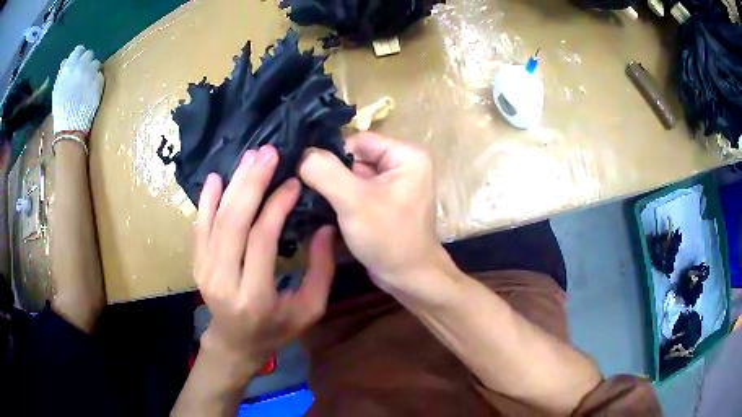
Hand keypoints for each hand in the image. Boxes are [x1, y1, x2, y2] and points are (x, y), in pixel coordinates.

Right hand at [52, 45, 104, 134]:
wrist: (70, 126)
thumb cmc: (61, 109)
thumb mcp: (57, 89)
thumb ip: (63, 72)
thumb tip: (67, 60)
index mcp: (69, 67)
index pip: (78, 50)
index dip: (79, 55)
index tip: (79, 62)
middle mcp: (81, 66)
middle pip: (89, 55)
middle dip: (87, 62)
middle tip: (83, 73)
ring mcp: (91, 73)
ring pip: (96, 63)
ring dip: (93, 70)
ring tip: (87, 83)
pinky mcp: (99, 81)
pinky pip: (100, 75)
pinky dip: (97, 81)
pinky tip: (92, 90)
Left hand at [194, 145, 335, 366]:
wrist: (235, 343)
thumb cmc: (276, 330)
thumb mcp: (309, 309)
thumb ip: (321, 270)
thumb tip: (326, 227)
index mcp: (254, 296)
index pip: (261, 239)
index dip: (277, 205)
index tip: (293, 182)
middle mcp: (223, 280)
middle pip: (233, 222)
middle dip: (251, 182)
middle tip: (268, 153)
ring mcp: (204, 270)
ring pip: (215, 219)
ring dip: (233, 184)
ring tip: (250, 157)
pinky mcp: (196, 264)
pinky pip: (199, 227)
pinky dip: (207, 200)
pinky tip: (216, 178)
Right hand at [300, 132, 452, 301]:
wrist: (408, 279)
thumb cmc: (389, 238)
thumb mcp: (354, 201)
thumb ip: (325, 172)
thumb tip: (302, 154)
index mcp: (406, 154)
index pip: (358, 140)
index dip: (331, 155)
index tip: (307, 173)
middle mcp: (403, 164)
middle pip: (354, 158)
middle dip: (331, 174)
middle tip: (306, 190)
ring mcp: (393, 184)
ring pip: (352, 176)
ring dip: (333, 189)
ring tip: (312, 201)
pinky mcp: (384, 202)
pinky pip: (356, 191)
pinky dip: (340, 199)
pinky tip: (324, 210)